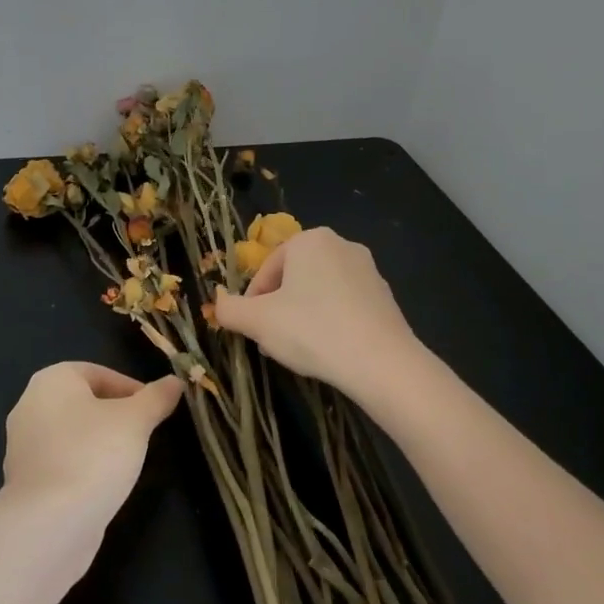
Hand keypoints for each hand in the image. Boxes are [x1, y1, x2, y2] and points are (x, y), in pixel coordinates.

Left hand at [1, 362, 182, 530]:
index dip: (130, 388)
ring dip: (99, 443)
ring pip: (72, 434)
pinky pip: (61, 463)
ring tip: (127, 462)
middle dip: (115, 416)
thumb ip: (156, 398)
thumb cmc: (94, 455)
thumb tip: (174, 382)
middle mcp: (30, 405)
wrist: (49, 524)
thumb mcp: (136, 421)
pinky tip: (102, 486)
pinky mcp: (24, 481)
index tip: (154, 411)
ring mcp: (22, 446)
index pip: (98, 373)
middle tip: (143, 434)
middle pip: (83, 402)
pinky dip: (82, 468)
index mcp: (52, 380)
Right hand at [214, 228, 419, 401]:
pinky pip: (345, 305)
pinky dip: (331, 322)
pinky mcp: (386, 297)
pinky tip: (329, 351)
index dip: (252, 302)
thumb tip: (217, 304)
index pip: (266, 269)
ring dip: (303, 316)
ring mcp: (368, 270)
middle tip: (272, 341)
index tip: (251, 330)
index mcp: (309, 240)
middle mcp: (341, 244)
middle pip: (294, 278)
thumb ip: (230, 310)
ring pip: (320, 292)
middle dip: (278, 308)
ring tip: (299, 349)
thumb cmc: (312, 330)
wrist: (382, 363)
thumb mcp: (258, 322)